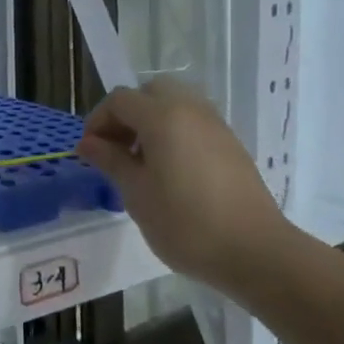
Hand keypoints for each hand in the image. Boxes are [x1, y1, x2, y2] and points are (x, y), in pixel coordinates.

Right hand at [76, 77, 294, 296]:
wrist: (255, 251)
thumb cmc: (185, 223)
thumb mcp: (136, 193)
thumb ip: (110, 160)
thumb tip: (88, 143)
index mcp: (163, 116)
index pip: (119, 100)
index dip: (98, 121)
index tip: (91, 152)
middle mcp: (190, 110)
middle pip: (150, 92)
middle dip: (127, 114)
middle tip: (117, 148)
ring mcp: (216, 125)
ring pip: (175, 104)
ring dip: (151, 121)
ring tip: (143, 161)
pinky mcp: (231, 144)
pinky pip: (194, 122)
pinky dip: (174, 132)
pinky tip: (171, 170)